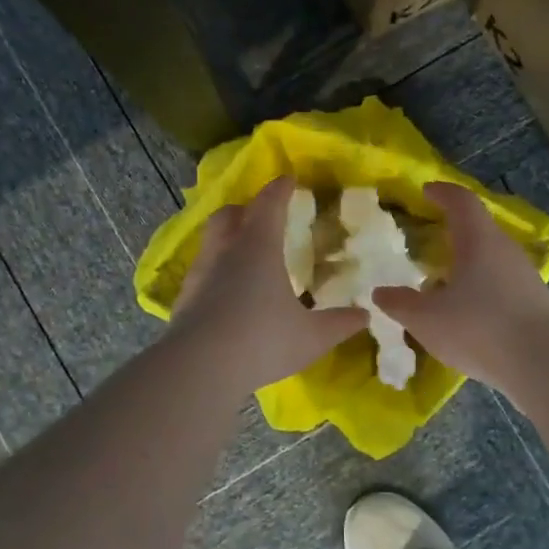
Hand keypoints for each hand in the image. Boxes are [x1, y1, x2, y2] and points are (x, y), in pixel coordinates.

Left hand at [170, 176, 368, 390]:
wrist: (198, 368)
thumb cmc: (262, 340)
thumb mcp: (311, 336)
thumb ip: (339, 323)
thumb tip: (365, 315)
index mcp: (258, 246)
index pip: (269, 204)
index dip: (280, 189)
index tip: (289, 180)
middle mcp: (225, 251)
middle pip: (230, 214)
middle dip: (246, 208)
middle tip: (262, 215)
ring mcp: (200, 274)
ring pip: (211, 241)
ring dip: (228, 238)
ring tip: (244, 254)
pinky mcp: (184, 298)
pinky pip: (202, 271)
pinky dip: (216, 270)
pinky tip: (226, 291)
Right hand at [374, 182, 548, 392]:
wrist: (541, 364)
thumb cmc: (478, 327)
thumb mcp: (426, 319)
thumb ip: (400, 303)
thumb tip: (380, 293)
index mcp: (478, 240)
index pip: (461, 201)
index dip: (443, 192)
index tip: (427, 191)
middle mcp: (505, 249)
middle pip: (479, 228)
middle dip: (454, 230)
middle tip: (429, 240)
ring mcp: (524, 275)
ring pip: (491, 257)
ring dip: (468, 262)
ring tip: (444, 281)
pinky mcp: (534, 302)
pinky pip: (501, 283)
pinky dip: (482, 286)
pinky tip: (468, 311)